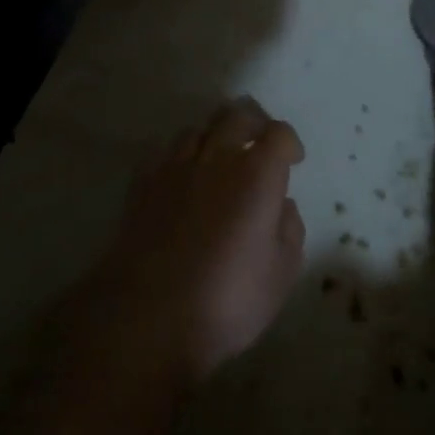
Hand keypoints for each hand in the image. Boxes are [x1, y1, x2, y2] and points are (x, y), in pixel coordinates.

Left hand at [82, 97, 305, 385]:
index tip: (293, 161)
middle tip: (260, 142)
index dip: (289, 143)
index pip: (278, 134)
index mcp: (257, 174)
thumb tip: (281, 206)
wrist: (147, 319)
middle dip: (254, 122)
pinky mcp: (142, 186)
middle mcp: (217, 158)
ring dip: (215, 136)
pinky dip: (180, 156)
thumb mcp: (281, 273)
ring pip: (198, 129)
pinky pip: (164, 152)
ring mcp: (175, 169)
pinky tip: (183, 176)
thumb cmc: (227, 299)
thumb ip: (289, 230)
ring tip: (220, 158)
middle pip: (237, 115)